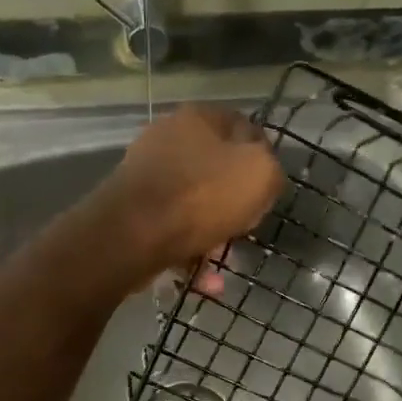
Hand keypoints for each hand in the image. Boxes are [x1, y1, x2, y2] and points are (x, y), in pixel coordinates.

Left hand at [100, 105, 283, 281]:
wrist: (132, 235)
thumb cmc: (202, 197)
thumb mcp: (260, 174)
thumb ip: (270, 169)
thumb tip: (261, 174)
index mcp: (199, 118)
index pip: (243, 128)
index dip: (262, 159)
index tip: (268, 191)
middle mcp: (168, 139)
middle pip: (216, 173)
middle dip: (234, 207)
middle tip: (246, 231)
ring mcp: (146, 176)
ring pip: (194, 207)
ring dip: (214, 238)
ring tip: (224, 266)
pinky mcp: (131, 212)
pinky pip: (172, 232)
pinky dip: (190, 255)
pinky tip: (206, 282)